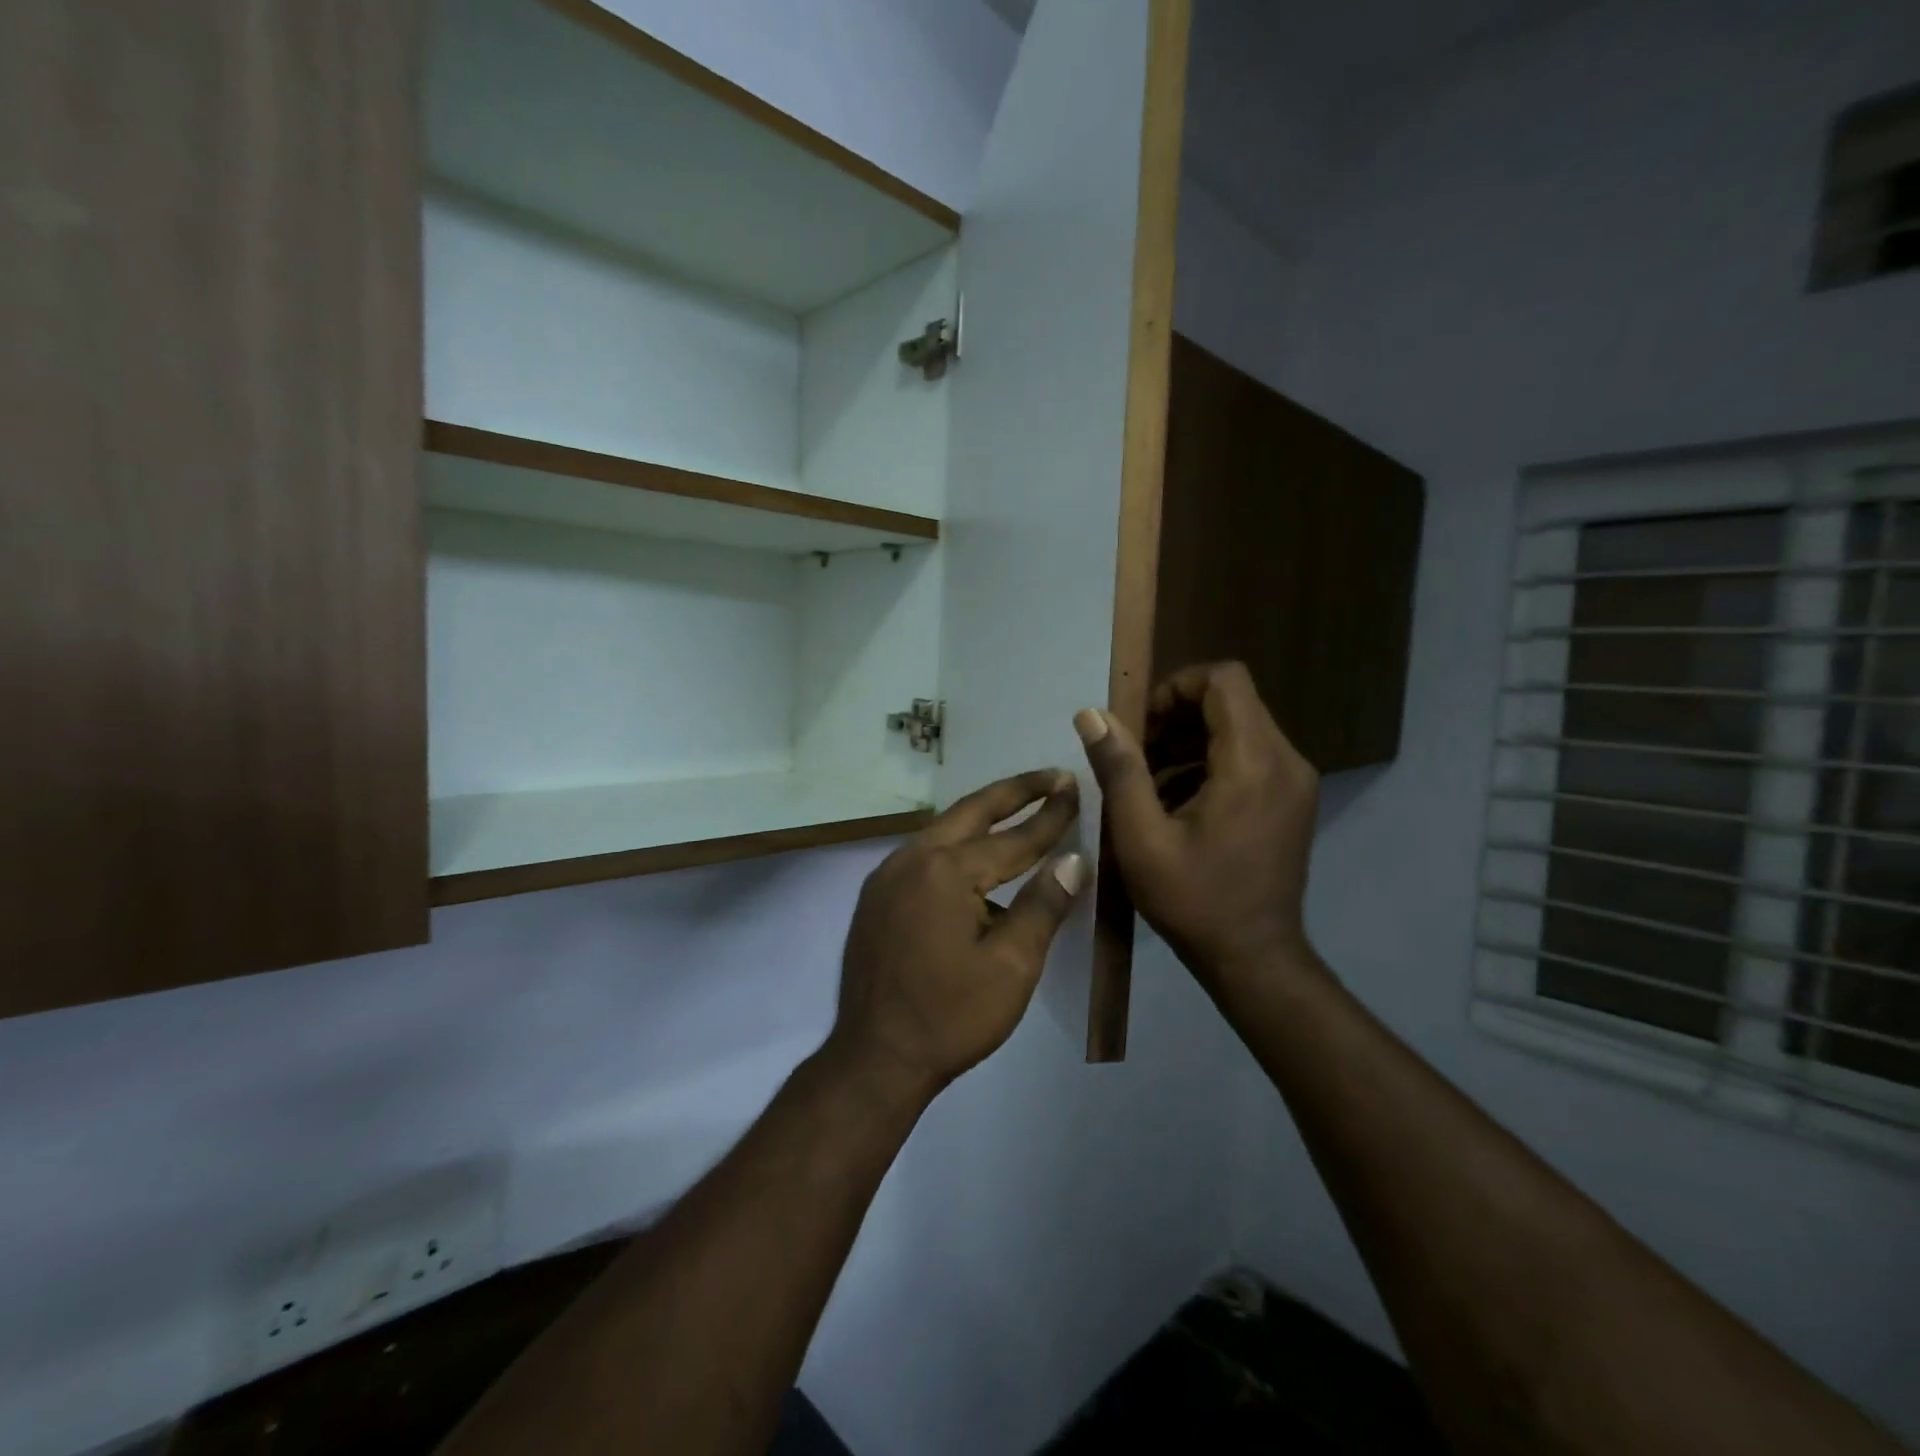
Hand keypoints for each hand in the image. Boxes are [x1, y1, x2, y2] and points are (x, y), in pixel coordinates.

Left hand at [828, 769, 1086, 1099]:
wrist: (875, 1057)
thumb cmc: (951, 1015)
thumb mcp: (1011, 966)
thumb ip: (1043, 905)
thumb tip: (1073, 860)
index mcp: (947, 871)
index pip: (1013, 837)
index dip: (1050, 815)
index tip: (1075, 786)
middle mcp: (912, 858)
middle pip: (971, 811)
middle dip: (1014, 792)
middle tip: (1050, 777)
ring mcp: (887, 875)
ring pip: (944, 829)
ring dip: (983, 816)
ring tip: (1019, 808)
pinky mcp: (876, 895)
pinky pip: (924, 853)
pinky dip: (956, 844)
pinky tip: (974, 857)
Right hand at [1075, 662, 1319, 994]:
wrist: (1254, 959)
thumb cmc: (1193, 900)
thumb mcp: (1141, 837)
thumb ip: (1119, 768)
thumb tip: (1091, 714)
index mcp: (1252, 762)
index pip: (1223, 679)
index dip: (1175, 687)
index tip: (1141, 726)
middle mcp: (1285, 760)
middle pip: (1231, 701)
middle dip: (1177, 716)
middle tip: (1137, 756)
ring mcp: (1294, 781)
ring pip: (1239, 727)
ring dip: (1190, 740)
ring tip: (1150, 782)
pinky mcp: (1292, 799)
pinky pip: (1249, 755)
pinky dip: (1210, 762)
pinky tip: (1178, 802)